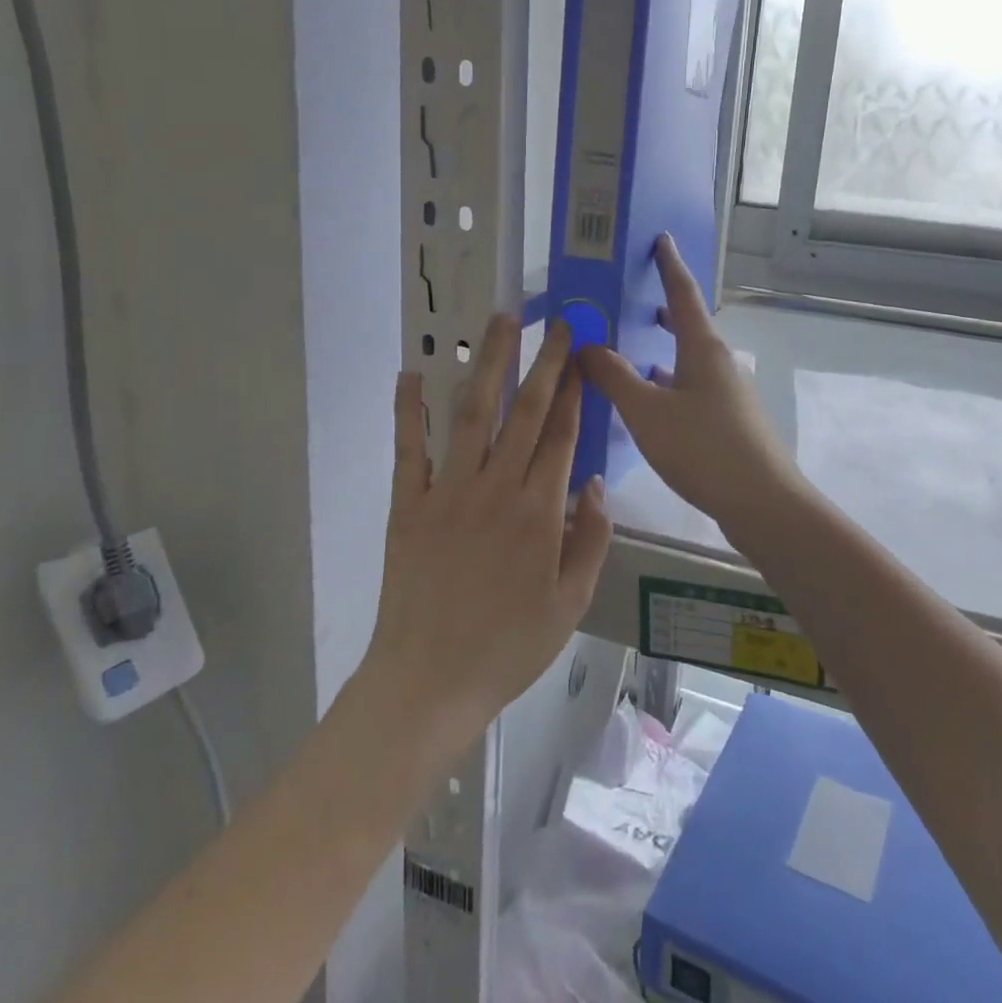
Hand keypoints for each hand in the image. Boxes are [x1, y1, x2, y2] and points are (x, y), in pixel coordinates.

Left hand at [363, 315, 612, 762]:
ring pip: (472, 414)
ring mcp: (448, 492)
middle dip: (543, 362)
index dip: (573, 391)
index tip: (581, 357)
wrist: (429, 681)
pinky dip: (408, 409)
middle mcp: (496, 488)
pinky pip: (409, 448)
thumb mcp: (570, 604)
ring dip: (488, 364)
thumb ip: (590, 540)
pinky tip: (412, 372)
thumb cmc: (508, 648)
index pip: (560, 435)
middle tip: (556, 323)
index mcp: (539, 512)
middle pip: (524, 412)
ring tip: (501, 321)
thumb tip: (593, 483)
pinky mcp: (408, 504)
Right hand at [580, 235, 800, 531]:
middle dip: (663, 311)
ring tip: (629, 352)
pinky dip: (668, 384)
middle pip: (689, 326)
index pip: (684, 293)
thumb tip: (587, 346)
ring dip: (662, 352)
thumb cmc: (703, 447)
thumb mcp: (647, 411)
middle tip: (632, 301)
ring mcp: (728, 394)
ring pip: (688, 361)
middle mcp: (719, 363)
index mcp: (703, 348)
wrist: (761, 502)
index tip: (661, 238)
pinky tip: (649, 403)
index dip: (669, 265)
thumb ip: (614, 377)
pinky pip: (691, 389)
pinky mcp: (729, 422)